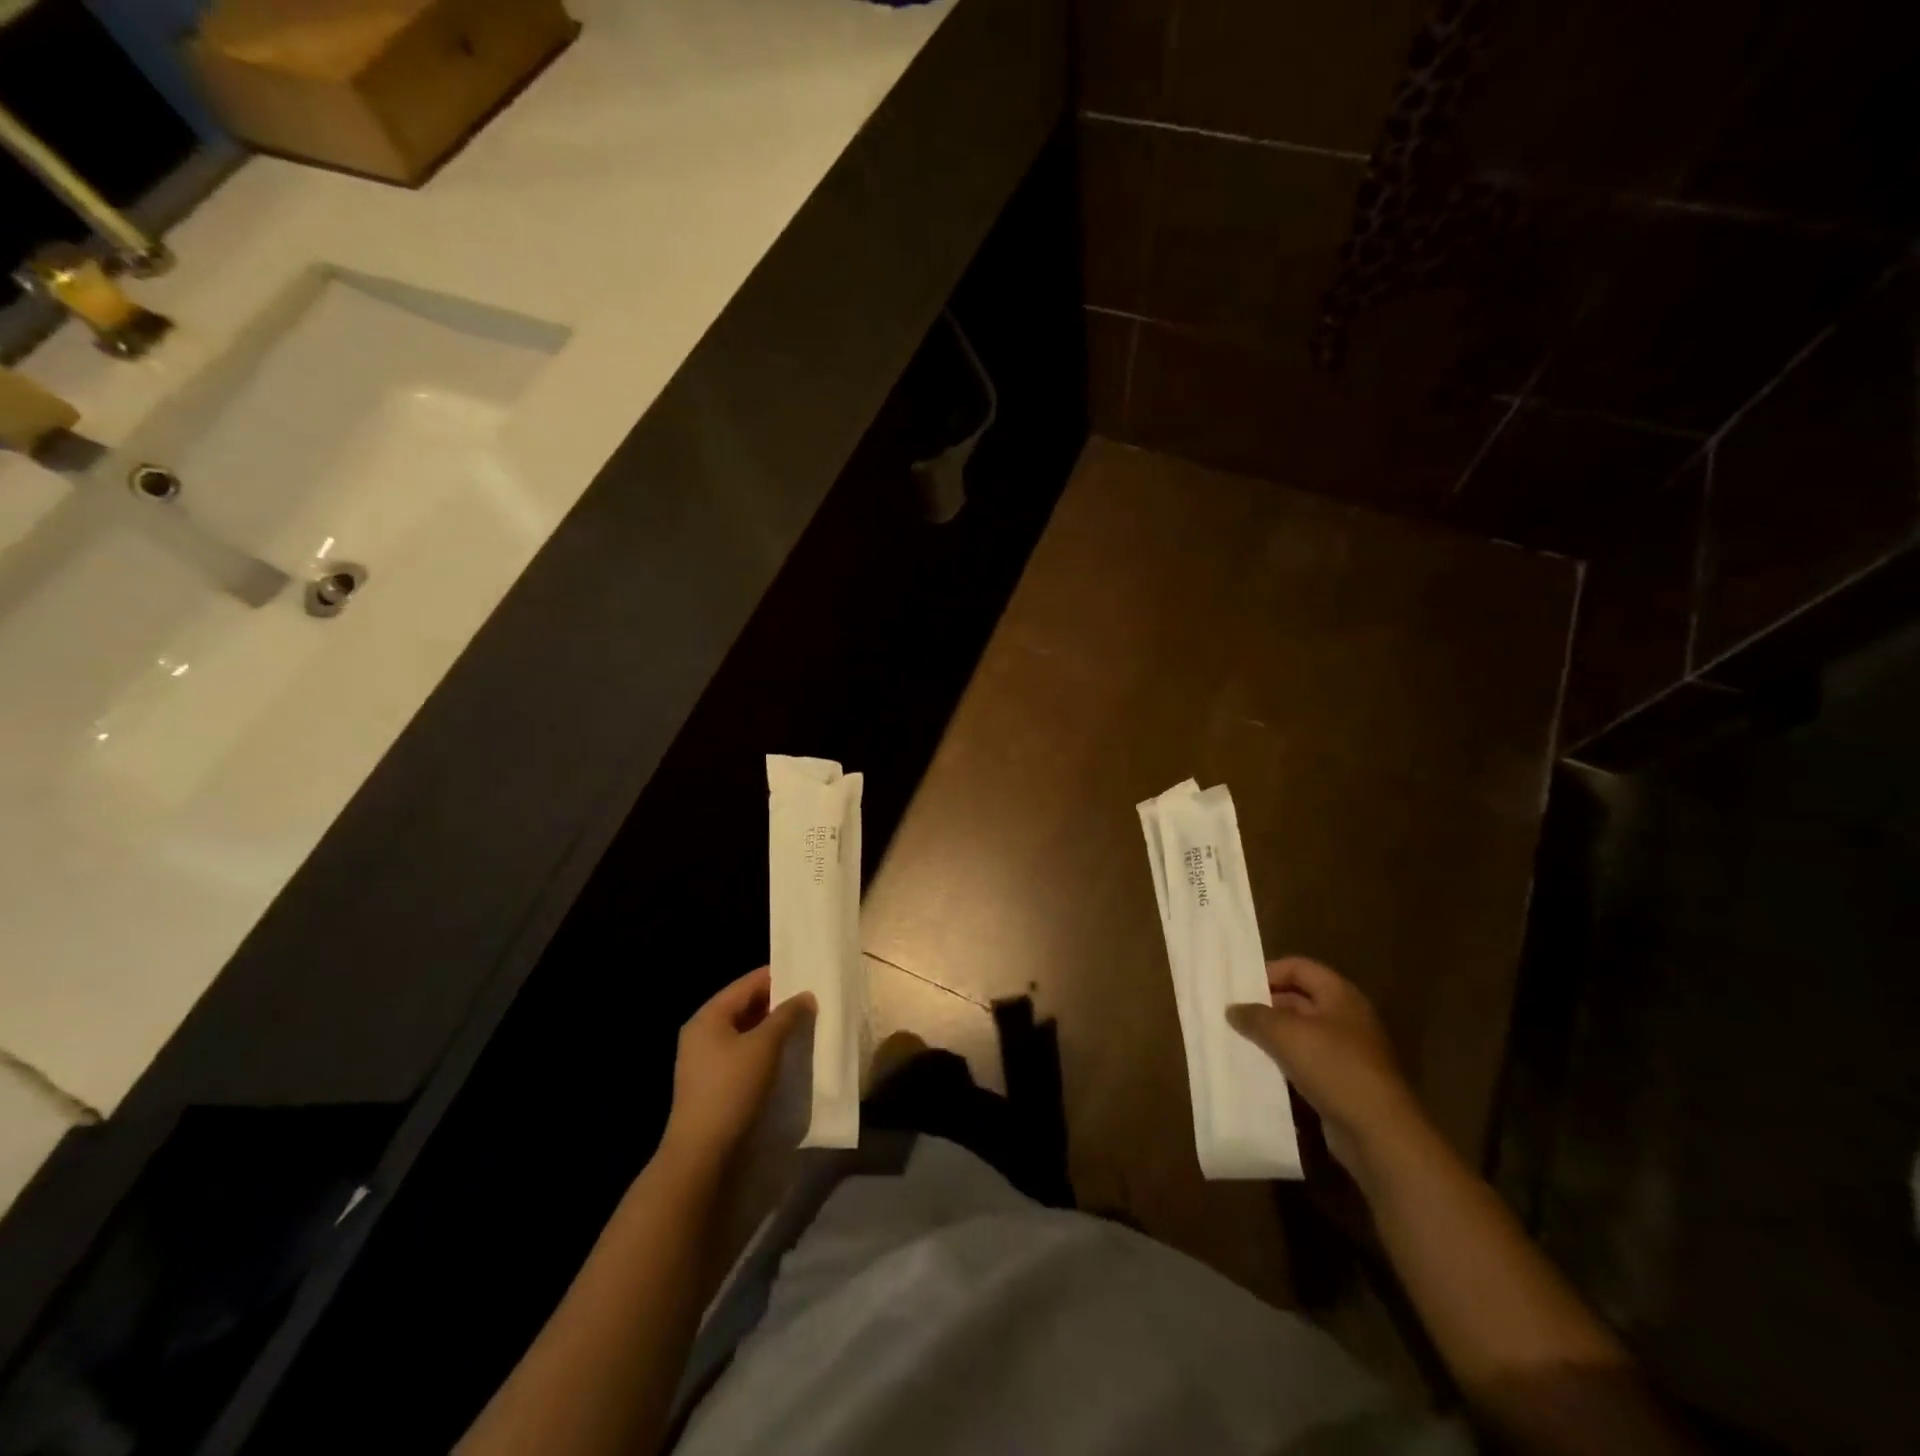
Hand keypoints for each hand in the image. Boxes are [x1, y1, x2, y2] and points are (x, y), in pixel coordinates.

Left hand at [660, 967, 811, 1170]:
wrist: (702, 1156)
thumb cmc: (731, 1090)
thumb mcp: (764, 1047)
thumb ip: (786, 1016)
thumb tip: (805, 996)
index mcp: (708, 1017)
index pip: (747, 983)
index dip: (778, 976)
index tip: (808, 975)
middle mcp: (702, 1034)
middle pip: (745, 1007)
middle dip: (778, 1004)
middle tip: (812, 1001)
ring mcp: (706, 1061)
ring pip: (746, 1033)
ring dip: (774, 1029)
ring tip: (806, 1026)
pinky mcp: (714, 1085)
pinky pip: (744, 1055)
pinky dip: (765, 1051)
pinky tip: (788, 1055)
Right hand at [1227, 957, 1425, 1178]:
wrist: (1378, 1133)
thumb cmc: (1334, 1068)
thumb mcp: (1286, 1034)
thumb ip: (1255, 1016)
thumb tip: (1232, 1009)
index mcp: (1340, 995)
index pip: (1299, 967)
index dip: (1269, 972)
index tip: (1239, 988)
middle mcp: (1345, 1018)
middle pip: (1298, 999)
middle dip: (1266, 1006)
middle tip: (1233, 1016)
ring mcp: (1346, 1052)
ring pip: (1300, 1034)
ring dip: (1272, 1037)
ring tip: (1239, 1042)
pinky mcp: (1342, 1083)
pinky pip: (1306, 1063)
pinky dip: (1283, 1064)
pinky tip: (1259, 1071)